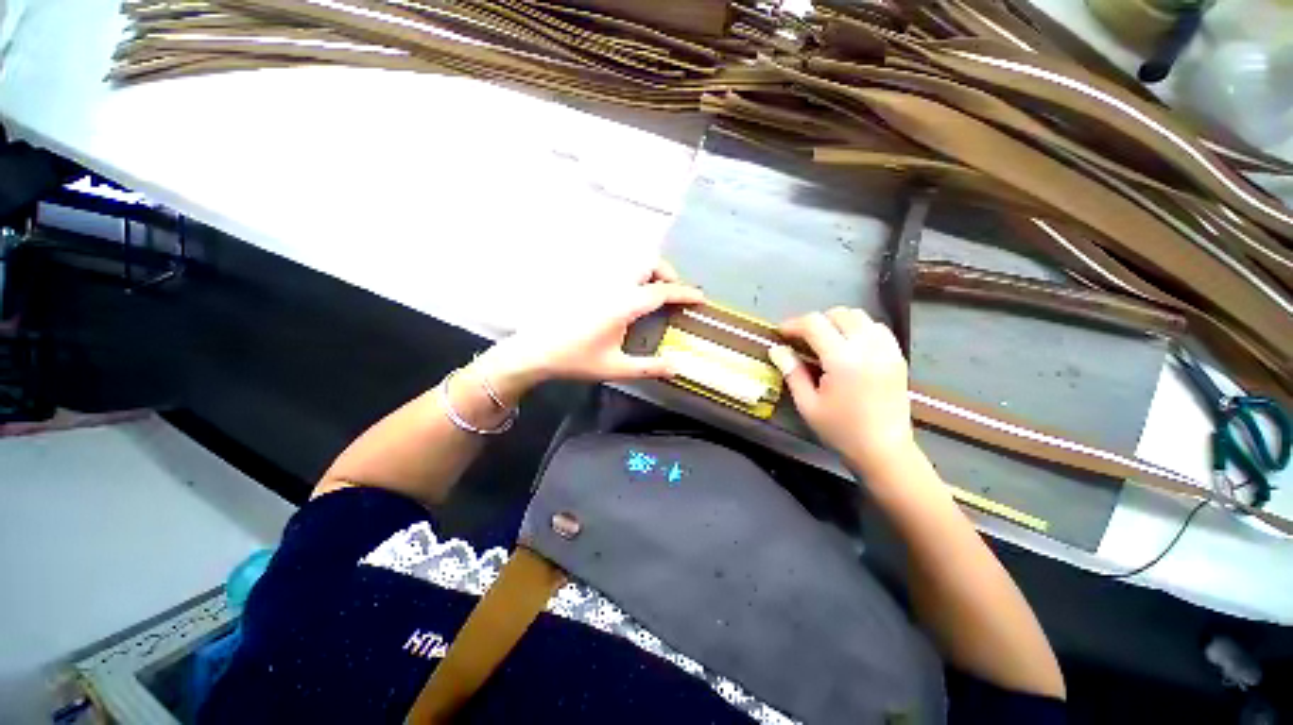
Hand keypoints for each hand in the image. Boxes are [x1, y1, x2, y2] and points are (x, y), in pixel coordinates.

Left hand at [471, 260, 703, 401]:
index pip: (661, 292)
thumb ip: (648, 368)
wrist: (536, 351)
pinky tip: (632, 297)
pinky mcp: (589, 285)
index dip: (684, 293)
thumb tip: (677, 367)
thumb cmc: (576, 360)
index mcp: (623, 305)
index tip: (701, 297)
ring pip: (631, 264)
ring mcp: (600, 283)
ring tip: (656, 293)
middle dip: (667, 273)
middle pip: (647, 263)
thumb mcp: (615, 368)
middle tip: (674, 293)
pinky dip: (635, 277)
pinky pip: (619, 272)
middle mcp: (614, 287)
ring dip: (650, 273)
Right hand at [770, 307, 915, 474]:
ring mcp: (887, 350)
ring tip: (825, 340)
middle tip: (801, 339)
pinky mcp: (897, 357)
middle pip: (839, 314)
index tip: (781, 333)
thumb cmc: (841, 430)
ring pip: (860, 316)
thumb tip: (776, 349)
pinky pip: (877, 328)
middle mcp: (868, 347)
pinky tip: (849, 346)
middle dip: (815, 321)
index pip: (815, 324)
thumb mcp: (808, 404)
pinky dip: (859, 328)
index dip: (794, 324)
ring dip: (838, 322)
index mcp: (843, 360)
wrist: (884, 450)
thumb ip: (792, 372)